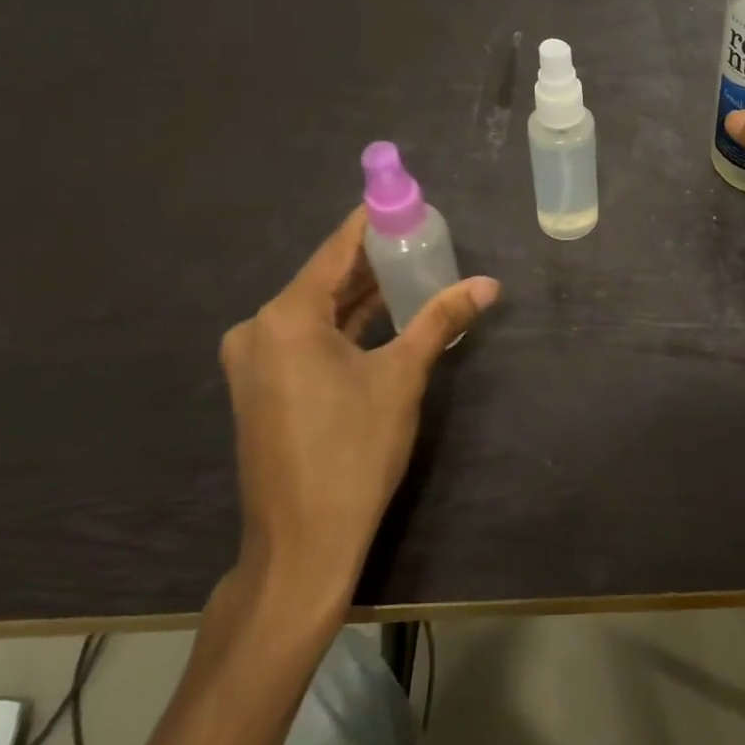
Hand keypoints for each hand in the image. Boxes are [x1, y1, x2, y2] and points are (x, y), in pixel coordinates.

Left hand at [218, 208, 499, 607]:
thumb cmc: (353, 452)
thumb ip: (440, 320)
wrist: (302, 544)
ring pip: (317, 310)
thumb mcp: (403, 377)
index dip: (373, 222)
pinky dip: (345, 324)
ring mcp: (254, 361)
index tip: (407, 200)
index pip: (337, 249)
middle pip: (325, 277)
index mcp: (285, 317)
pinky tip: (383, 313)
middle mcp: (259, 329)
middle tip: (423, 237)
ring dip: (362, 293)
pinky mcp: (262, 386)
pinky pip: (307, 338)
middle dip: (374, 259)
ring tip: (413, 268)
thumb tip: (489, 284)